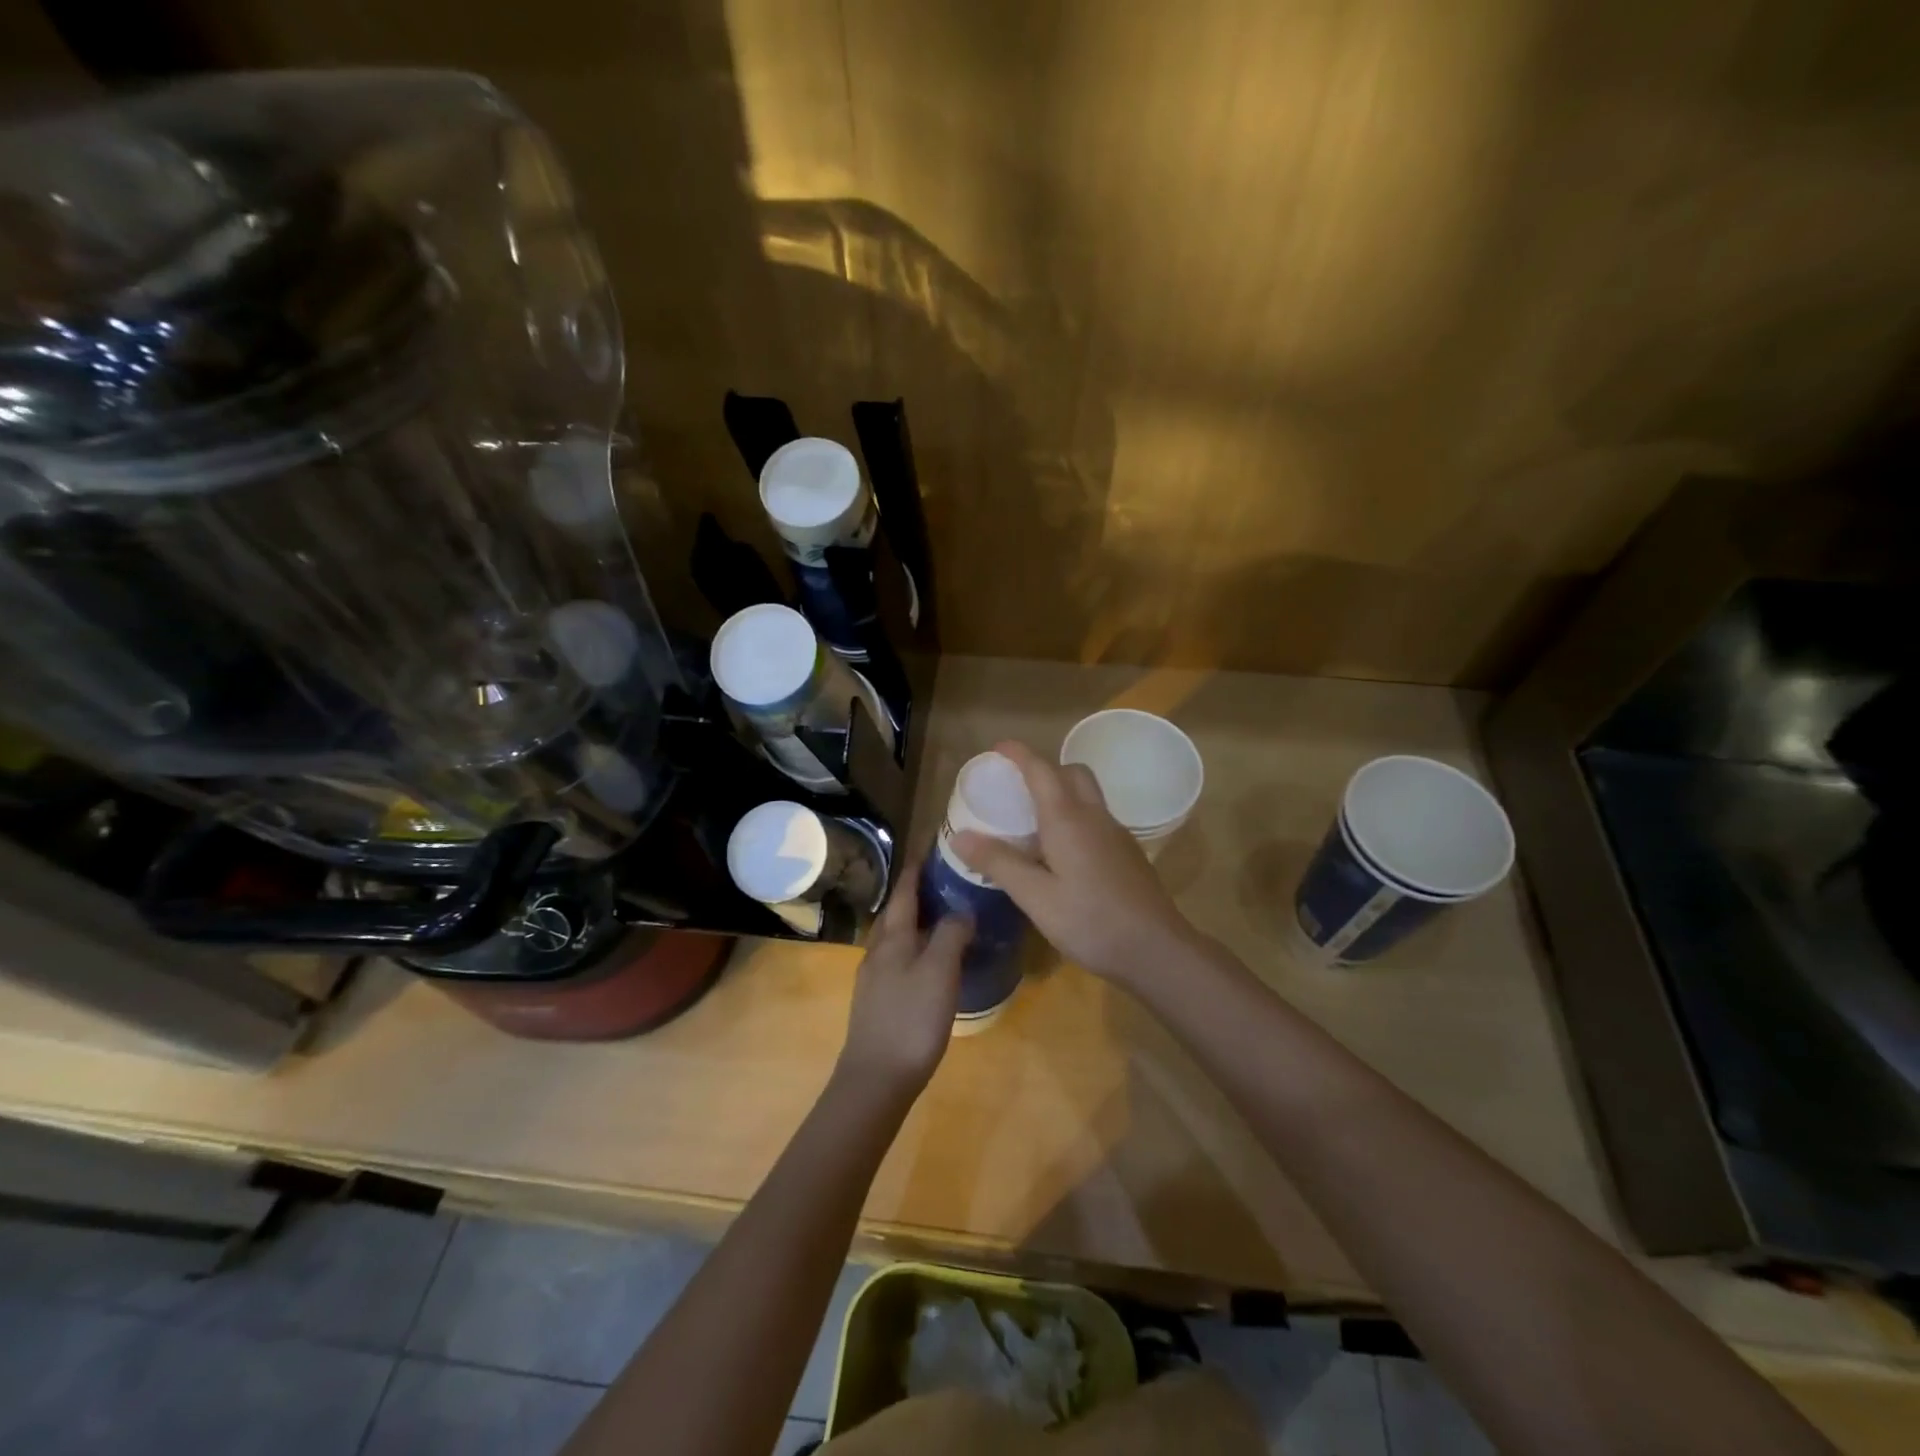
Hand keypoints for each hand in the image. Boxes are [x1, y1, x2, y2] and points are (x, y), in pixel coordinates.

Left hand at [838, 856, 968, 1098]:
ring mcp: (873, 978)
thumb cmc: (911, 1020)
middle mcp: (878, 952)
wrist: (875, 1079)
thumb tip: (961, 909)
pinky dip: (913, 947)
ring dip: (914, 920)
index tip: (930, 847)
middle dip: (915, 893)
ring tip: (940, 917)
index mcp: (893, 939)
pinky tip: (928, 961)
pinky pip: (896, 959)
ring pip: (894, 937)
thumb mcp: (939, 972)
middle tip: (943, 880)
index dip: (916, 869)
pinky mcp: (876, 1001)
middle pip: (895, 913)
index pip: (905, 893)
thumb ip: (951, 935)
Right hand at [954, 740, 1199, 987]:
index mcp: (1068, 819)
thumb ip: (999, 863)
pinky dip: (1075, 816)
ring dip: (1061, 792)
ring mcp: (1116, 834)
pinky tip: (1061, 852)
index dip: (1019, 754)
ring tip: (1033, 820)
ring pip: (1087, 795)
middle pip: (1071, 773)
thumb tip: (959, 836)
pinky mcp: (1127, 853)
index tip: (997, 748)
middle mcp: (1095, 816)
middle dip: (1044, 769)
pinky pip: (1096, 818)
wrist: (1157, 950)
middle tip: (1017, 788)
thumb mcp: (1036, 897)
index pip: (1041, 770)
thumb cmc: (1091, 922)